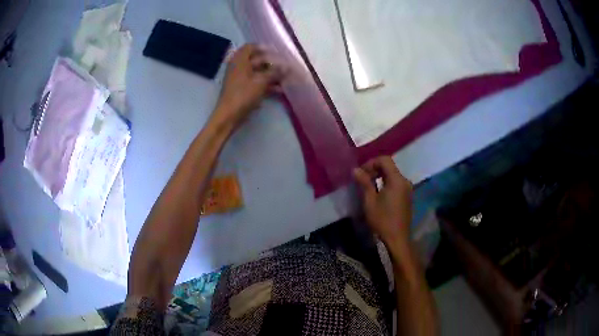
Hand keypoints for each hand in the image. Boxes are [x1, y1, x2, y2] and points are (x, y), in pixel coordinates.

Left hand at [214, 44, 285, 126]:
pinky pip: (256, 83)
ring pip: (257, 72)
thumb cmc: (243, 94)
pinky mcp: (242, 90)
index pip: (251, 47)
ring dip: (271, 75)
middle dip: (271, 63)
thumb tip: (287, 67)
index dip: (264, 48)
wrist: (229, 116)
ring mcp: (240, 79)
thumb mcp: (261, 82)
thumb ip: (275, 73)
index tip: (277, 52)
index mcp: (239, 60)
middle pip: (256, 60)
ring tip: (286, 79)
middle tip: (285, 66)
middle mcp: (238, 67)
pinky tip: (279, 90)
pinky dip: (266, 84)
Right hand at [354, 156, 412, 244]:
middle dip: (374, 169)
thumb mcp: (370, 201)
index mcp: (397, 180)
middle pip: (389, 166)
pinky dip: (386, 183)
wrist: (397, 239)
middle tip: (362, 179)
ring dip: (380, 177)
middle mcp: (405, 181)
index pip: (385, 160)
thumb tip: (356, 169)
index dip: (371, 163)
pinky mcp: (407, 197)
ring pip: (393, 175)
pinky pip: (396, 183)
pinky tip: (378, 194)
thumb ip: (364, 183)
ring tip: (368, 187)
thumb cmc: (382, 220)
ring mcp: (407, 189)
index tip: (361, 173)